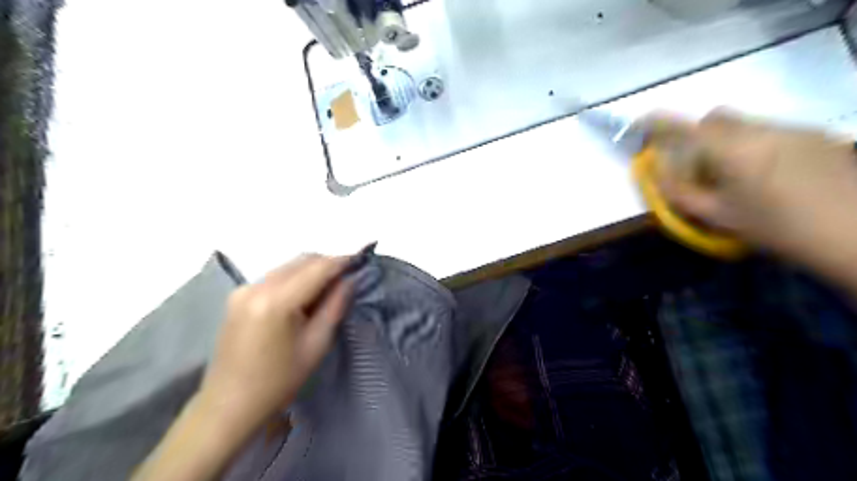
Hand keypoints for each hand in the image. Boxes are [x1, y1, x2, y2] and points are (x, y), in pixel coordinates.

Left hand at [197, 256, 351, 428]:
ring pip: (288, 266)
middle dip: (328, 263)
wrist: (228, 405)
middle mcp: (256, 286)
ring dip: (312, 270)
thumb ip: (335, 306)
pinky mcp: (238, 295)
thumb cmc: (278, 381)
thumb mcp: (316, 344)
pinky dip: (295, 278)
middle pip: (301, 261)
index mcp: (276, 301)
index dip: (341, 260)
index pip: (317, 268)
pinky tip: (304, 296)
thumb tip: (349, 280)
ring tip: (329, 288)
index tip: (361, 260)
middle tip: (348, 277)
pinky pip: (275, 276)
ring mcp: (243, 289)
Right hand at [647, 110, 856, 270]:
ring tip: (741, 176)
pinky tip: (773, 174)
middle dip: (699, 136)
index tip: (640, 122)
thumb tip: (657, 169)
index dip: (657, 122)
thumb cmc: (774, 227)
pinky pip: (771, 131)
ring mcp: (792, 128)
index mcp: (731, 150)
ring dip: (729, 142)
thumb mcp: (716, 216)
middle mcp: (760, 129)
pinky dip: (757, 146)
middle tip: (702, 168)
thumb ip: (679, 192)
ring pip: (744, 124)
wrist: (853, 232)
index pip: (683, 126)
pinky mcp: (815, 134)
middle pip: (716, 118)